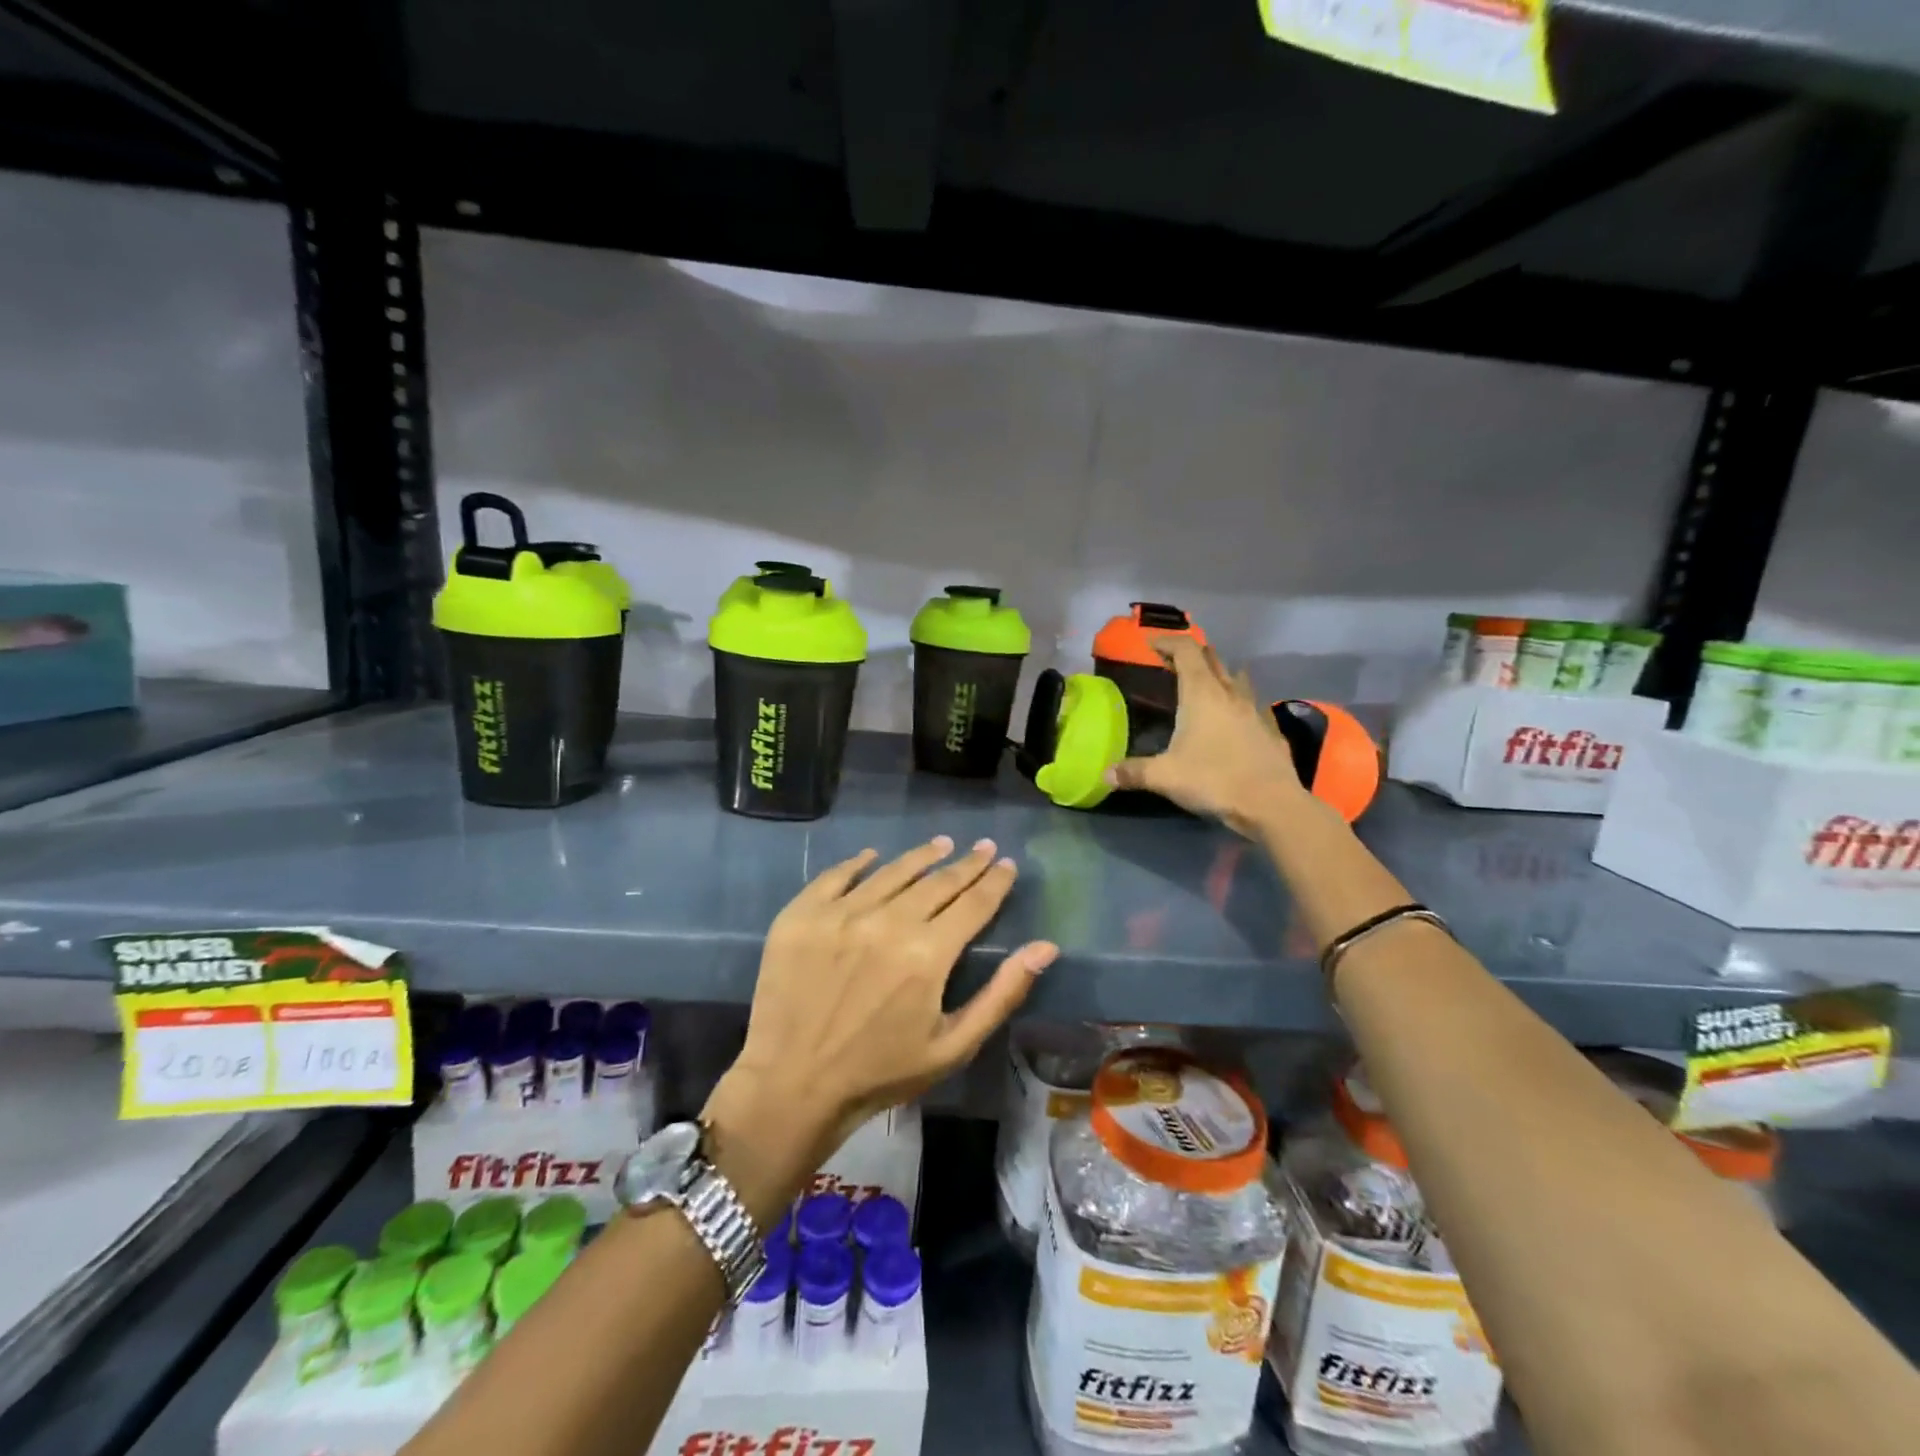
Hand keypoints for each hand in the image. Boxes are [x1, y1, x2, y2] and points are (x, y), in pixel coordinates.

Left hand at [713, 837, 1057, 1164]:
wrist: (791, 1085)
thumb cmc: (881, 1072)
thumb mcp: (953, 1045)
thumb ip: (1002, 993)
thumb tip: (1046, 946)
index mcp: (928, 953)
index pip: (973, 903)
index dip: (995, 881)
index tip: (1007, 864)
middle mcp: (887, 921)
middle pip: (937, 881)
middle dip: (966, 863)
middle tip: (984, 847)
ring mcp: (841, 913)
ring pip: (891, 871)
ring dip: (921, 856)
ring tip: (941, 843)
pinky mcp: (802, 915)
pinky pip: (837, 876)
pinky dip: (859, 863)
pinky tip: (873, 856)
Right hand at [1106, 638, 1307, 835]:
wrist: (1271, 804)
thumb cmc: (1214, 780)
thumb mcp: (1165, 777)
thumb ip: (1133, 772)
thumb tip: (1104, 774)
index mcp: (1202, 694)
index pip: (1186, 651)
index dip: (1167, 642)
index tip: (1150, 645)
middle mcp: (1230, 693)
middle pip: (1211, 659)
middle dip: (1191, 655)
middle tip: (1172, 665)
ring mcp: (1255, 710)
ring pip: (1236, 678)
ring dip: (1218, 674)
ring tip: (1204, 686)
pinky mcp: (1271, 730)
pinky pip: (1253, 704)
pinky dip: (1239, 702)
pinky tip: (1234, 719)